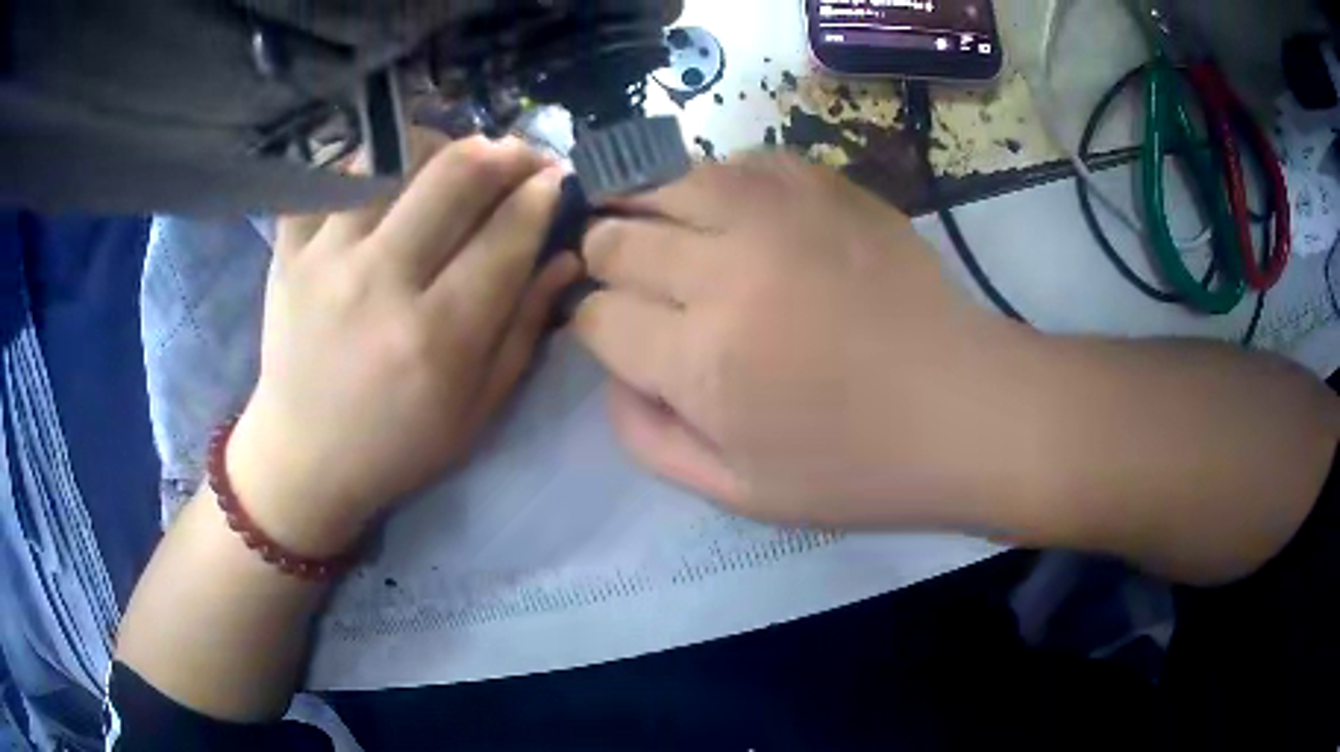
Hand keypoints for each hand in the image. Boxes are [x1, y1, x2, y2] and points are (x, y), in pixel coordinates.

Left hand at [228, 136, 579, 555]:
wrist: (302, 459)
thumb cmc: (398, 446)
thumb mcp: (478, 410)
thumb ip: (525, 328)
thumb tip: (566, 255)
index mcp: (436, 337)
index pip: (506, 233)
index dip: (545, 193)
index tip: (560, 179)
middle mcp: (378, 282)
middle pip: (456, 174)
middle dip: (505, 152)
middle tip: (520, 158)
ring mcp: (324, 258)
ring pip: (394, 157)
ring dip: (440, 147)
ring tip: (454, 167)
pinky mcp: (288, 250)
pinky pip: (333, 174)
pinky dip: (370, 164)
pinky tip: (389, 180)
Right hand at [574, 154, 1028, 527]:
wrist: (962, 407)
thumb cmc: (855, 466)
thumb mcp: (737, 492)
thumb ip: (648, 437)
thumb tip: (611, 376)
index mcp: (700, 361)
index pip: (595, 316)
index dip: (590, 322)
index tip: (610, 331)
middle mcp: (724, 270)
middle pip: (616, 237)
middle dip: (604, 257)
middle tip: (625, 275)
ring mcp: (777, 213)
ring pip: (663, 180)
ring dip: (642, 204)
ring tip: (651, 223)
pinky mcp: (823, 184)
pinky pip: (736, 161)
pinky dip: (714, 182)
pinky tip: (726, 208)